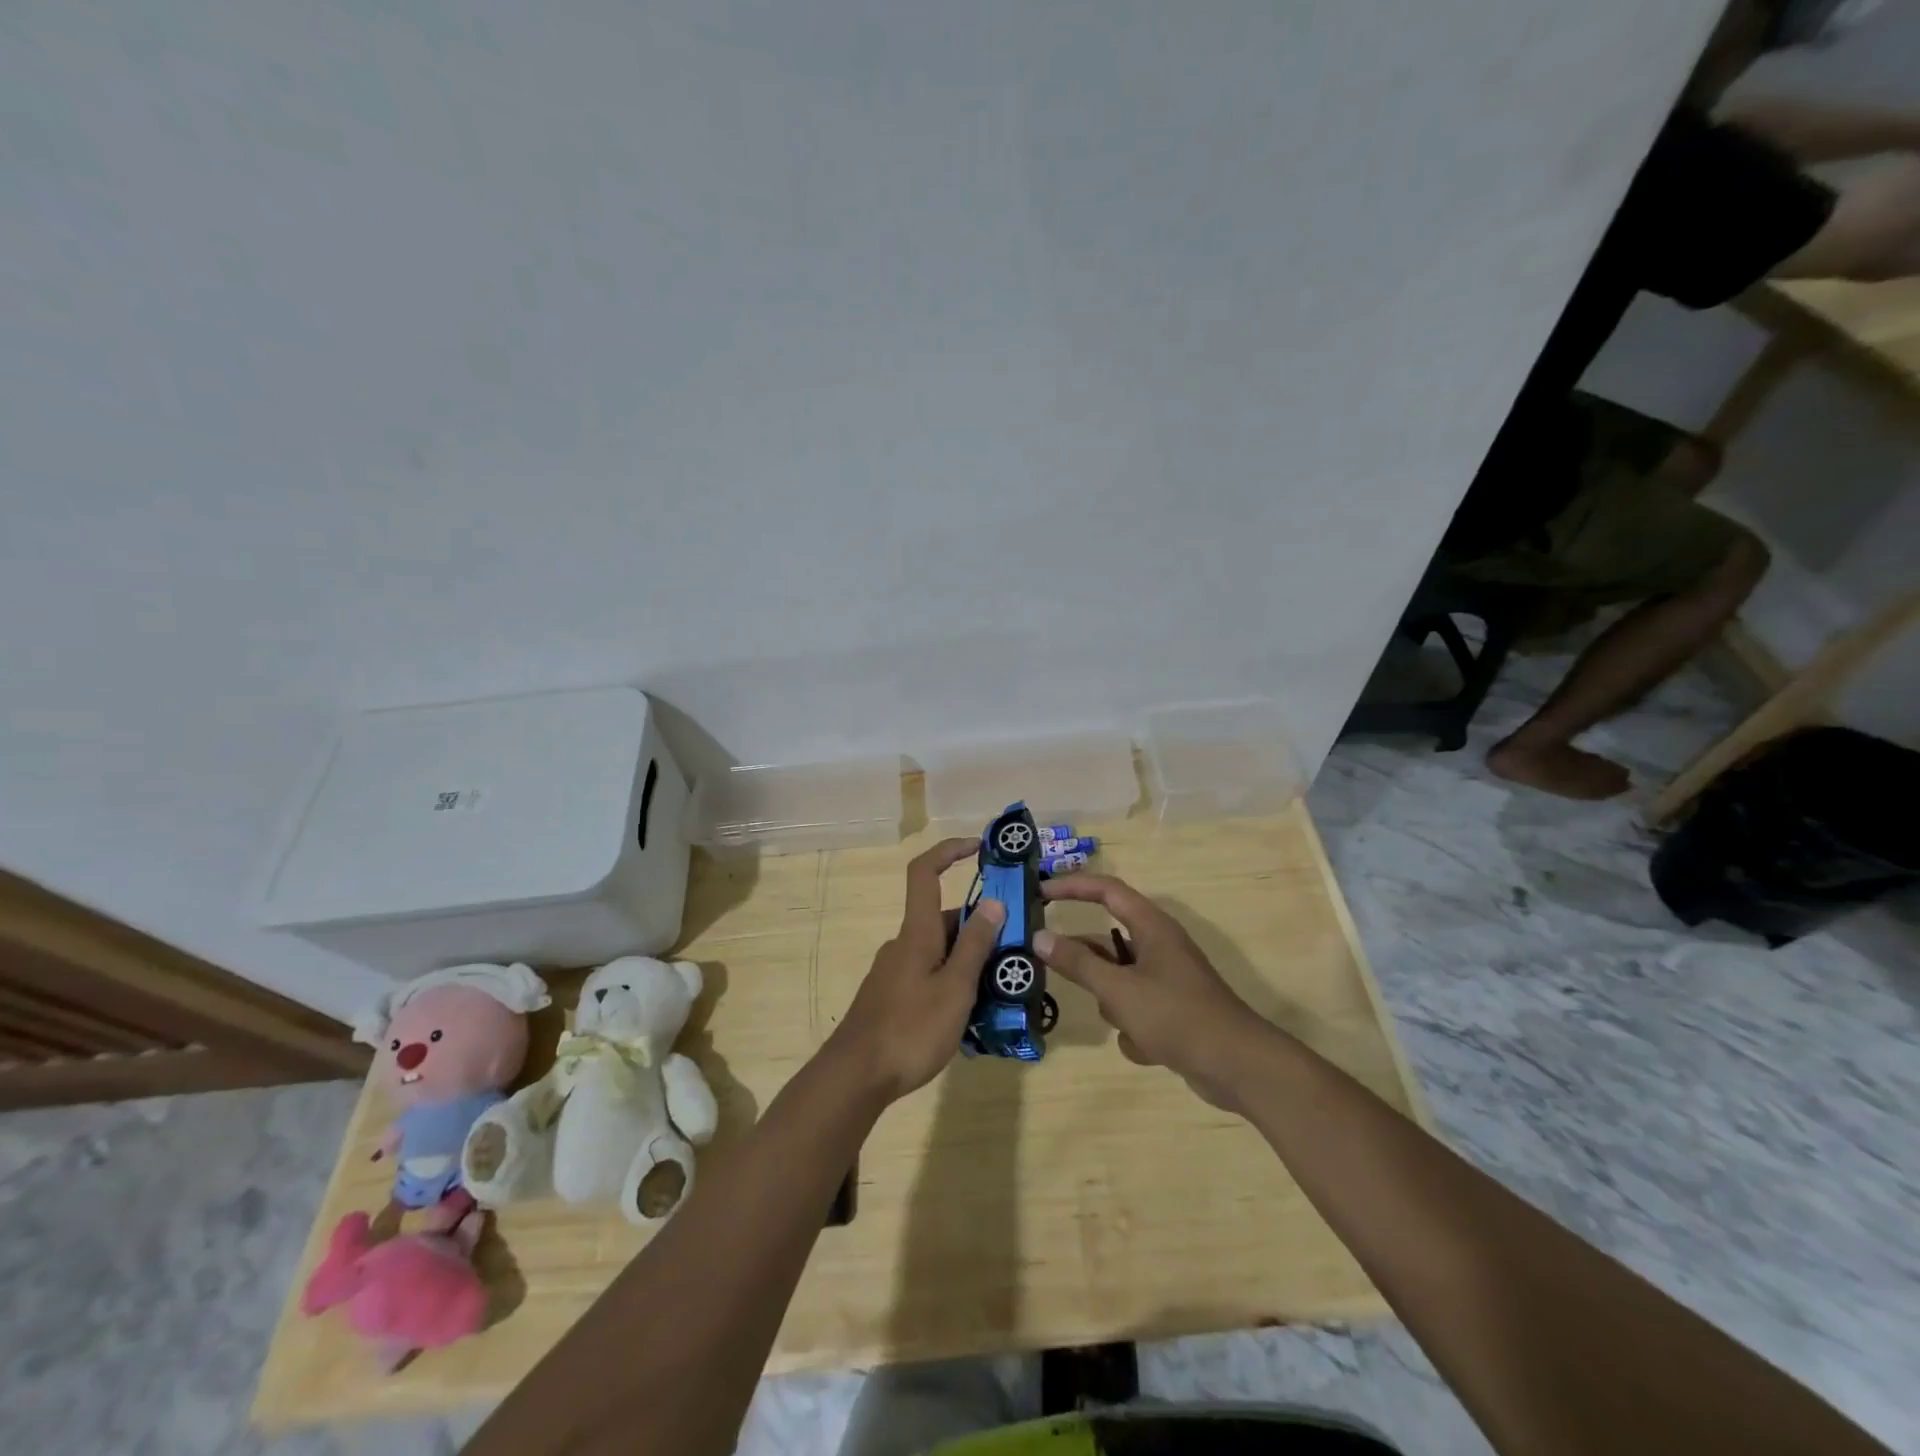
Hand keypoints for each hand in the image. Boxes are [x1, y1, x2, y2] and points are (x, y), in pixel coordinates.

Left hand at [827, 838, 1004, 1103]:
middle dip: (980, 929)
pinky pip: (930, 976)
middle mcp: (904, 944)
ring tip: (1003, 992)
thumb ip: (975, 946)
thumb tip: (993, 902)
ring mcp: (895, 972)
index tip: (979, 848)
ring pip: (940, 952)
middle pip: (944, 919)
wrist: (855, 1077)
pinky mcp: (892, 997)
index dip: (949, 851)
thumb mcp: (955, 988)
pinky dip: (954, 983)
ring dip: (970, 962)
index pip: (924, 872)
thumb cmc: (910, 1028)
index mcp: (916, 932)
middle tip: (1016, 952)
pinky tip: (972, 1017)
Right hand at [1035, 873, 1275, 1109]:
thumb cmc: (1176, 1015)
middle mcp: (1159, 946)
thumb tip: (1039, 937)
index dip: (1072, 886)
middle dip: (1087, 963)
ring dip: (1114, 1004)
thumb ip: (1077, 963)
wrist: (1237, 1066)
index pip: (1106, 890)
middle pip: (1107, 942)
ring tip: (1125, 1023)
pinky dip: (1135, 1030)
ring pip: (1118, 981)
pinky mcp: (1172, 1010)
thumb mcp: (1118, 989)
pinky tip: (1147, 1048)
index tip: (1040, 893)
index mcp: (1152, 927)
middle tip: (1049, 967)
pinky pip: (1136, 1010)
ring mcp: (1166, 979)